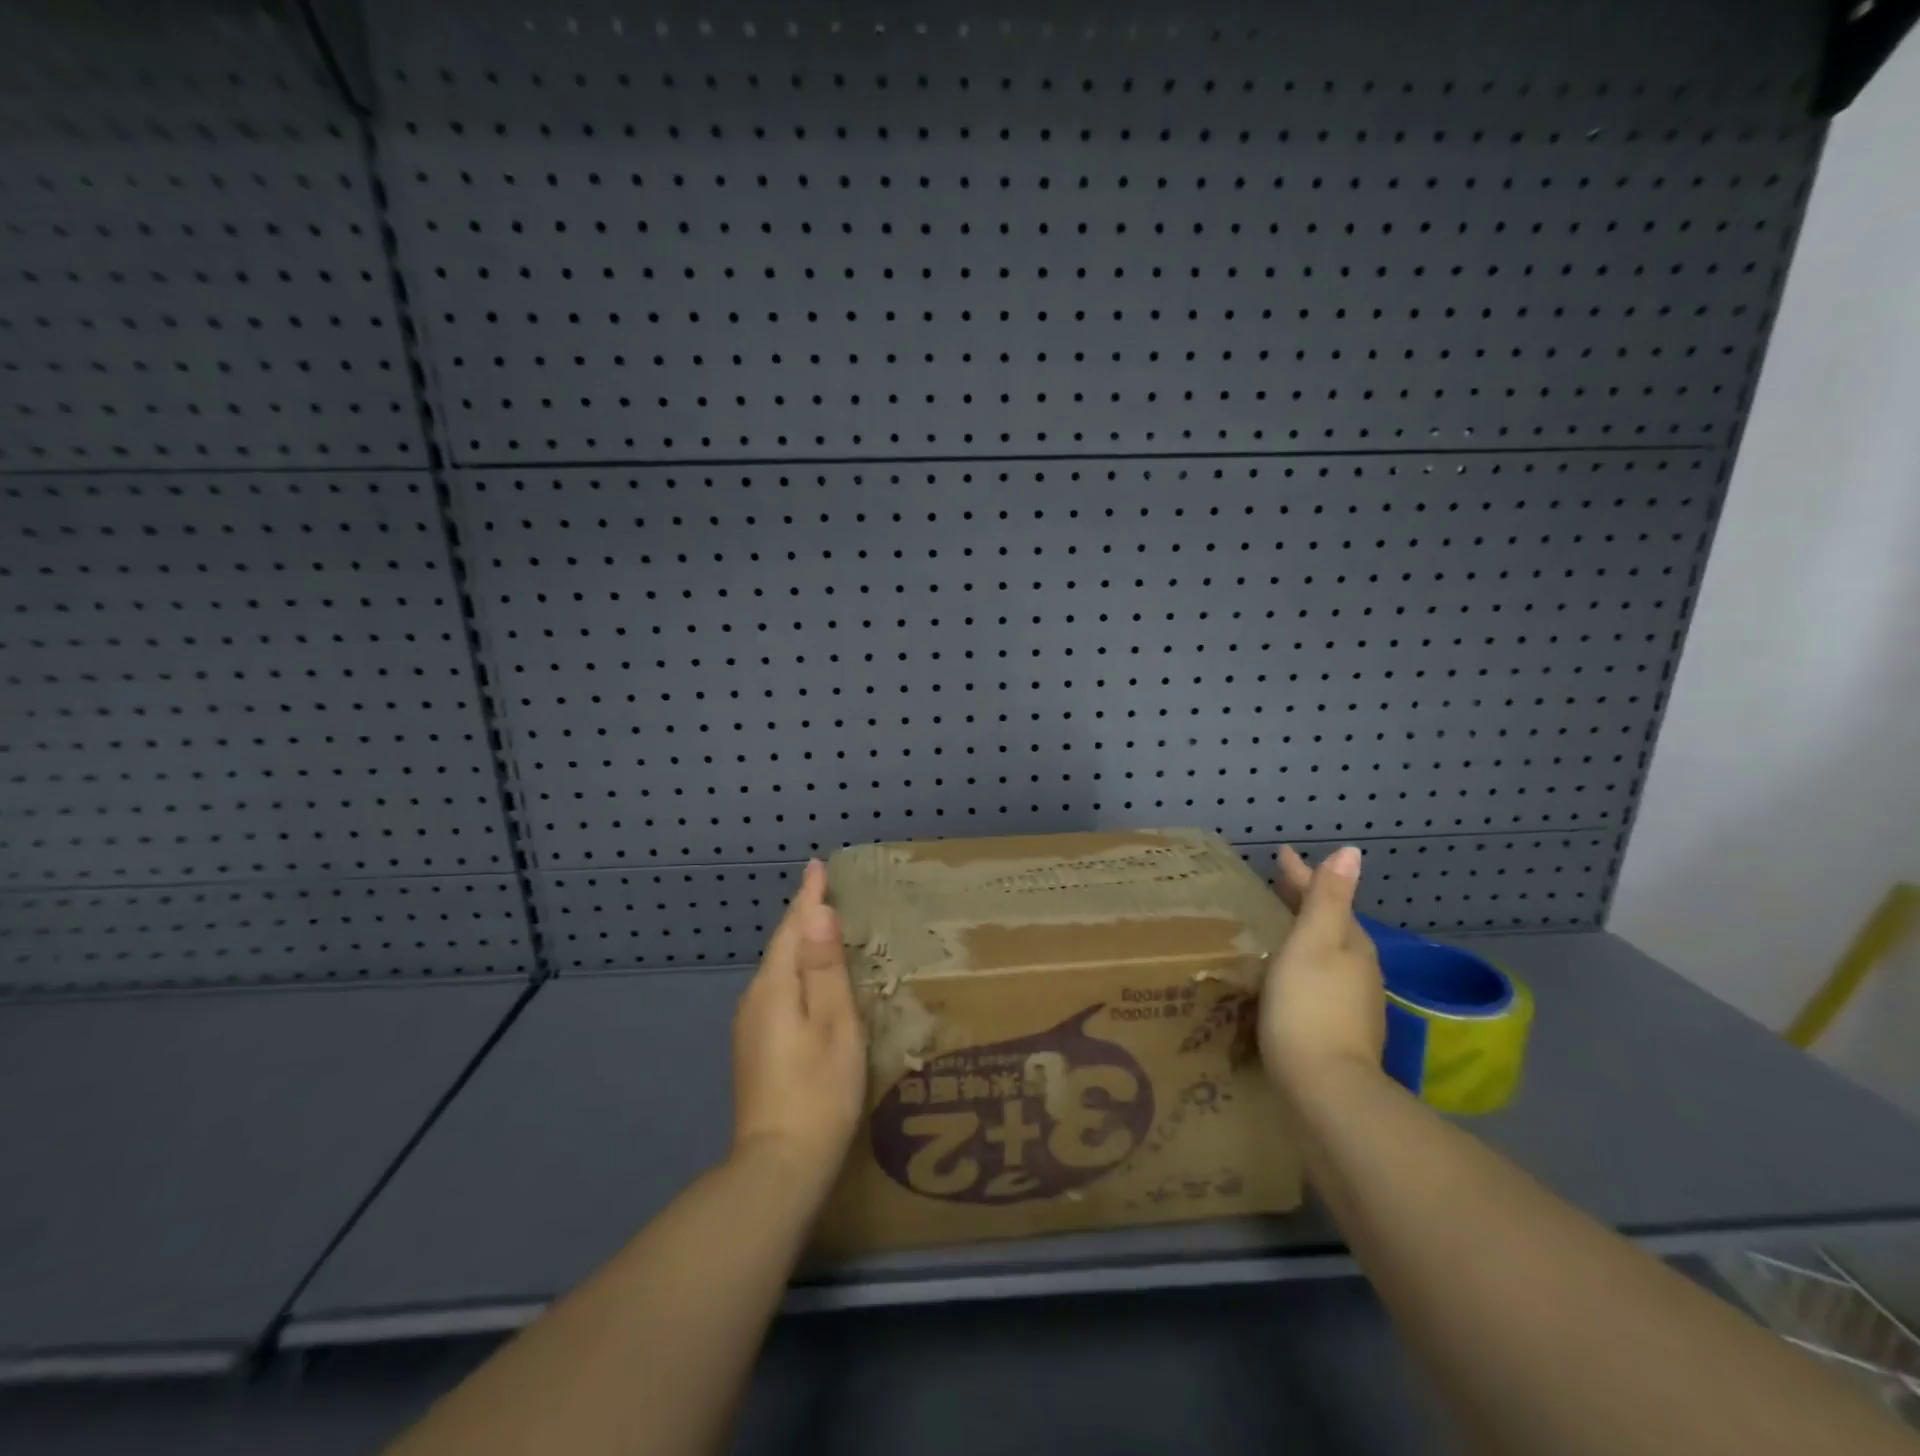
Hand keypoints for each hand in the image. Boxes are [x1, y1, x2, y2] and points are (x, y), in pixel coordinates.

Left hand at [731, 860, 866, 1192]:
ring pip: (779, 971)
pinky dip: (796, 974)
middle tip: (829, 893)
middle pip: (782, 947)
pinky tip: (811, 984)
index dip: (808, 897)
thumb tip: (817, 911)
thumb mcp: (834, 1024)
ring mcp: (750, 1027)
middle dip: (803, 918)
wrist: (777, 1168)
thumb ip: (825, 967)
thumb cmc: (818, 1091)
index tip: (817, 865)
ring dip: (800, 946)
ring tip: (825, 930)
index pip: (792, 928)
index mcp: (774, 987)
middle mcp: (754, 1000)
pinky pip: (778, 992)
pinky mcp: (755, 1048)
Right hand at [1260, 846, 1387, 1099]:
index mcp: (1351, 943)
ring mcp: (1355, 1003)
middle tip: (1275, 886)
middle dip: (1305, 902)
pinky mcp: (1343, 1031)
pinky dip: (1306, 966)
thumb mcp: (1313, 943)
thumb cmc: (1310, 1006)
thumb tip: (1352, 852)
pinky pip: (1323, 981)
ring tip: (1278, 927)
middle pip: (1331, 924)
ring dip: (1306, 935)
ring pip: (1329, 954)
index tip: (1281, 853)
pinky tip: (1289, 976)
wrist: (1327, 1089)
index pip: (1326, 896)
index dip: (1302, 874)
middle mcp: (1360, 969)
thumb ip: (1328, 899)